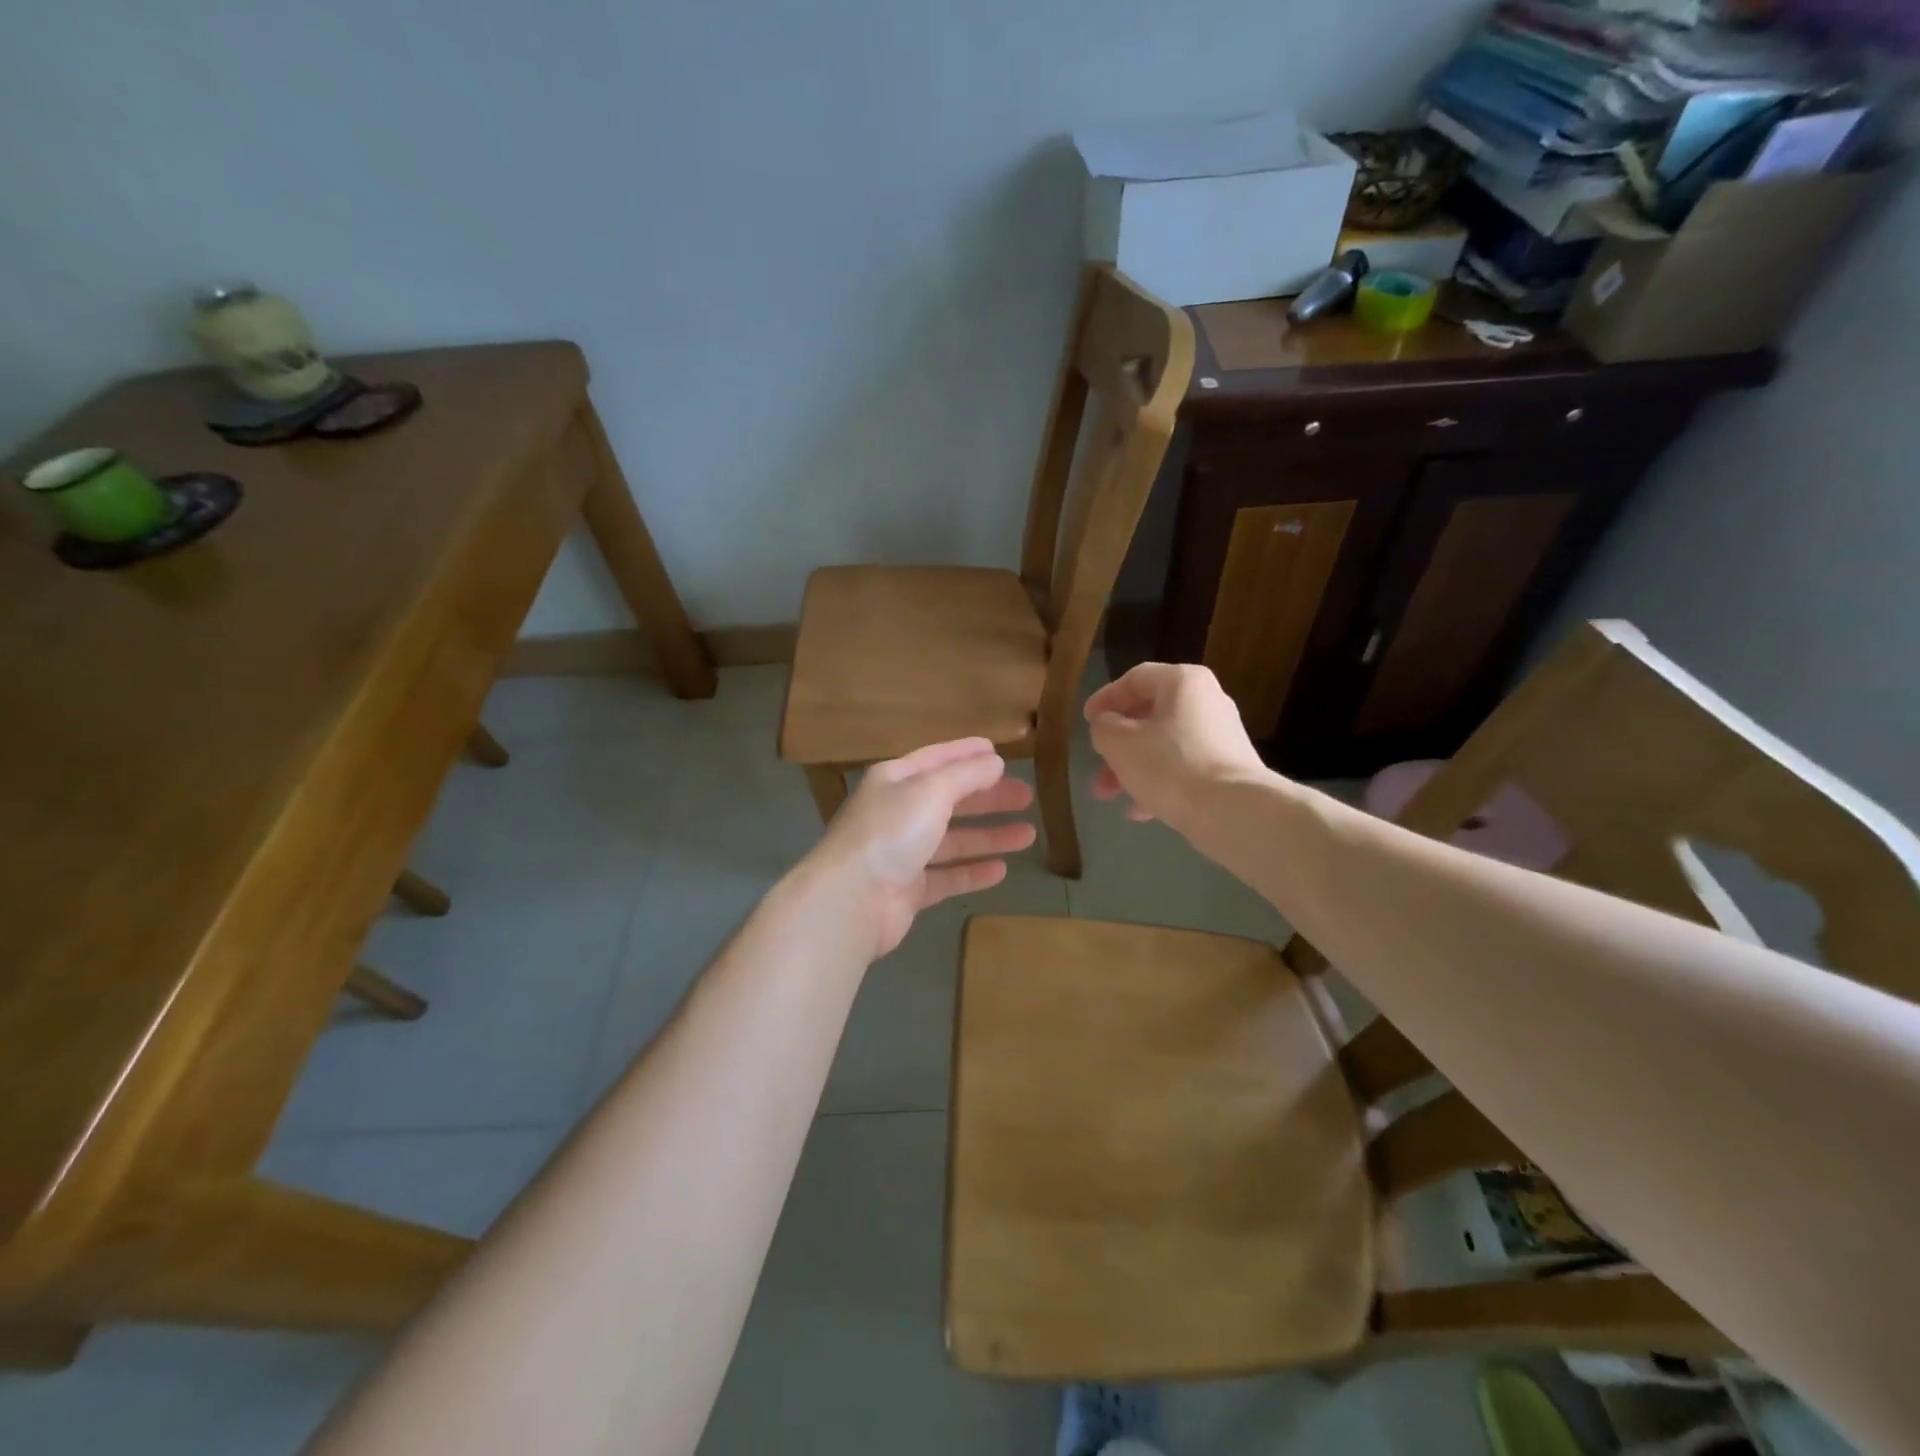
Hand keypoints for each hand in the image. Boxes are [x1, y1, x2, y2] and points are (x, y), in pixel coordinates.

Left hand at [803, 738, 1035, 959]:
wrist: (851, 900)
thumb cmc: (890, 832)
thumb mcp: (931, 790)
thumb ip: (966, 775)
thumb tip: (994, 761)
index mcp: (895, 781)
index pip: (936, 759)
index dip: (966, 753)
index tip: (998, 752)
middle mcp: (897, 813)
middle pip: (950, 800)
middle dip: (988, 797)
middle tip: (1026, 796)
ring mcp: (902, 854)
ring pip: (953, 840)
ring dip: (989, 836)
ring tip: (1028, 834)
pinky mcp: (908, 890)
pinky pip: (947, 876)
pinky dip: (973, 871)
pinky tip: (1002, 869)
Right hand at [1085, 663, 1267, 832]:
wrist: (1232, 811)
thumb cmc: (1170, 765)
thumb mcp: (1119, 743)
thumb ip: (1104, 727)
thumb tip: (1108, 726)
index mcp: (1183, 682)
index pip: (1135, 678)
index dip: (1105, 699)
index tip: (1086, 722)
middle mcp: (1207, 701)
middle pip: (1149, 716)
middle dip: (1116, 746)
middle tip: (1096, 767)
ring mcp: (1221, 735)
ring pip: (1163, 745)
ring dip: (1132, 768)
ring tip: (1110, 796)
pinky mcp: (1228, 767)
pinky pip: (1183, 767)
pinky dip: (1159, 782)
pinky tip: (1140, 810)